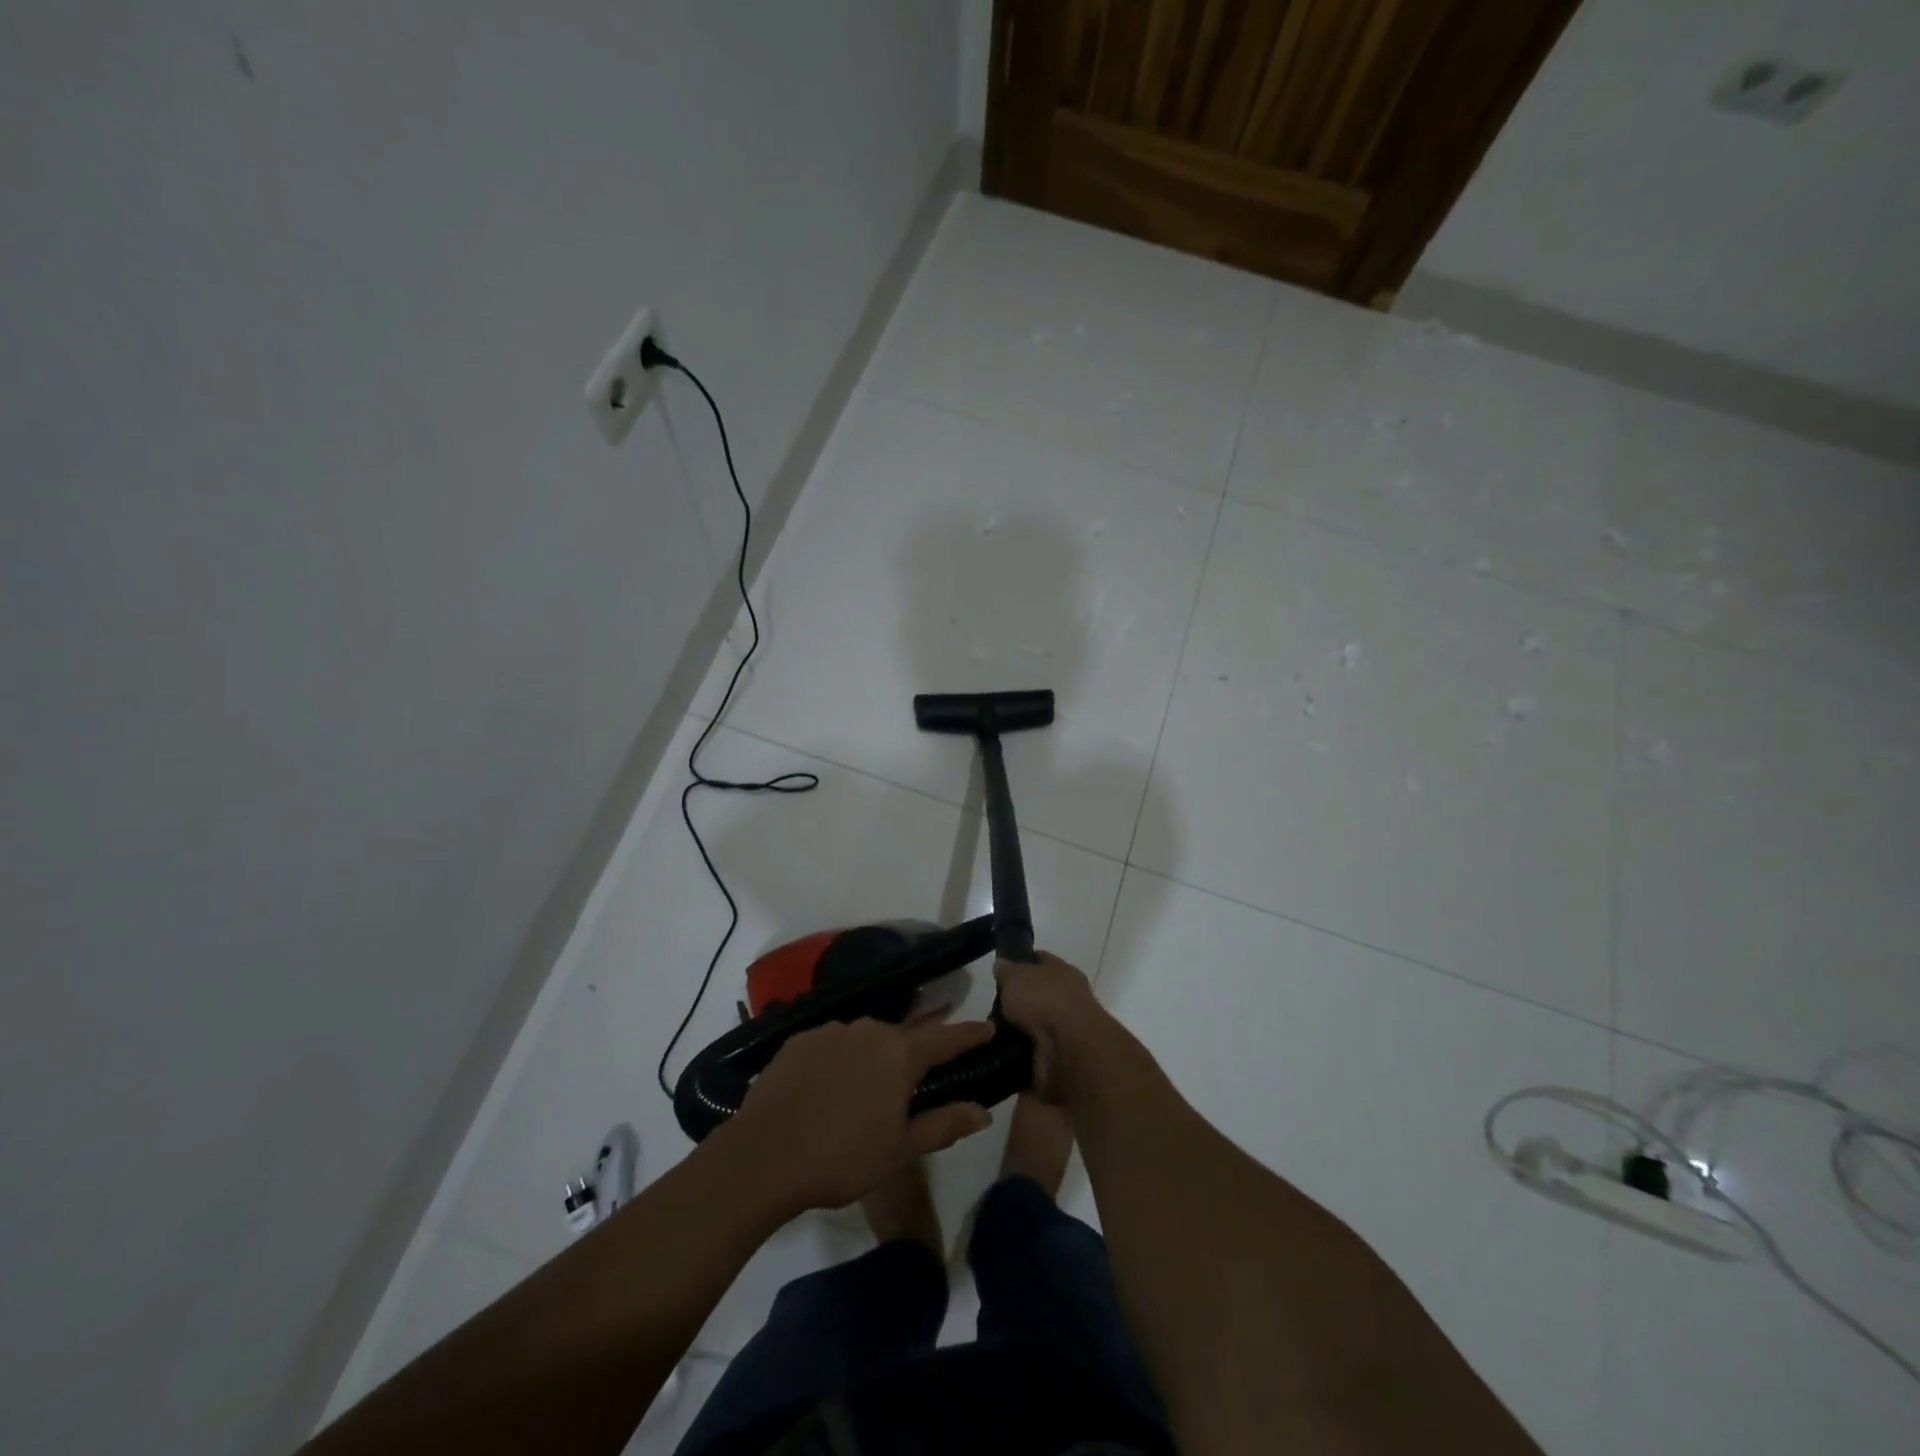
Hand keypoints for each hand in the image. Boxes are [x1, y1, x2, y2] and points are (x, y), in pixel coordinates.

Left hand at [732, 1018, 994, 1211]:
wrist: (762, 1157)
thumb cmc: (841, 1158)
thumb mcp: (899, 1150)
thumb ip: (943, 1124)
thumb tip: (984, 1111)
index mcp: (900, 1054)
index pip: (946, 1038)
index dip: (969, 1034)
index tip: (989, 1027)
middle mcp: (869, 1029)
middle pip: (902, 1037)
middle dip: (913, 1053)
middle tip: (915, 1078)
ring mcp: (831, 1030)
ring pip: (865, 1039)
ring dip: (873, 1057)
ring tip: (865, 1090)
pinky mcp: (799, 1039)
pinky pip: (832, 1043)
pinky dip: (840, 1059)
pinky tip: (828, 1087)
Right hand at [995, 951, 1116, 1105]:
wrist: (1070, 1049)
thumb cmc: (1044, 1000)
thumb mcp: (1015, 976)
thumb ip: (1006, 970)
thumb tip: (1002, 965)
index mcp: (1062, 970)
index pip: (1040, 959)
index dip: (1020, 962)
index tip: (1000, 972)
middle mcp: (1068, 996)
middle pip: (1038, 993)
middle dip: (1017, 1001)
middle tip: (992, 1008)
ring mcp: (1067, 1027)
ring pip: (1037, 1022)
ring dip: (1019, 1028)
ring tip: (992, 1033)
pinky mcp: (1062, 1055)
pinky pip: (1035, 1048)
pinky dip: (1021, 1051)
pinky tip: (1003, 1051)